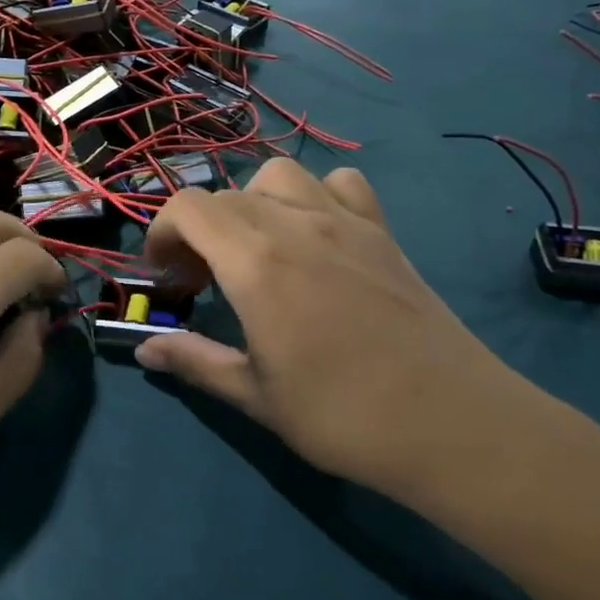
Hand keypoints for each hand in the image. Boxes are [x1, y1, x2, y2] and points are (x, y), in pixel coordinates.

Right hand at [135, 159, 536, 498]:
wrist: (454, 425)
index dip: (162, 232)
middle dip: (199, 230)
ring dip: (253, 201)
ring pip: (279, 174)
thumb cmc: (343, 415)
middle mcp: (295, 224)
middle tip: (205, 281)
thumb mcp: (255, 396)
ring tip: (258, 247)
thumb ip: (195, 361)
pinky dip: (317, 194)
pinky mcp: (382, 231)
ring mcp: (344, 221)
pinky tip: (319, 236)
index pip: (188, 207)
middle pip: (226, 196)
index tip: (166, 276)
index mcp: (254, 261)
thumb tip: (145, 348)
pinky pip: (341, 183)